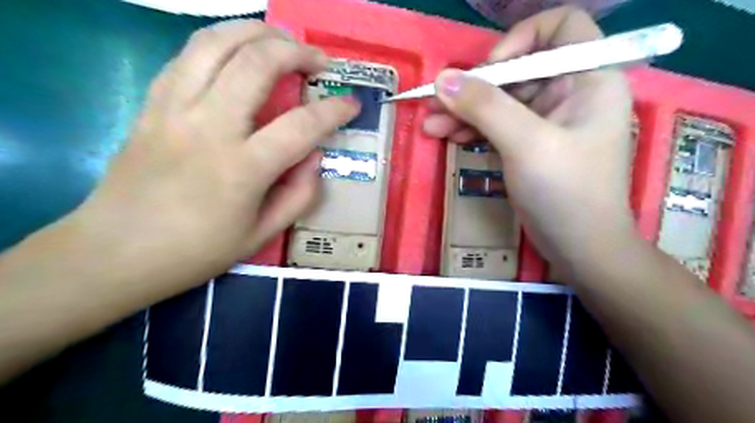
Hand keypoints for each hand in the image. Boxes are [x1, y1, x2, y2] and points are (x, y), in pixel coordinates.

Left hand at [68, 21, 359, 289]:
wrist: (115, 251)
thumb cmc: (196, 251)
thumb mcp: (261, 235)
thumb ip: (299, 195)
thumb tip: (315, 158)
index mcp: (242, 168)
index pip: (301, 125)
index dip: (334, 110)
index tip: (351, 104)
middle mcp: (208, 127)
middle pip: (257, 62)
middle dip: (297, 52)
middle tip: (319, 62)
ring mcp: (174, 108)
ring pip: (216, 42)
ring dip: (257, 32)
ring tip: (283, 42)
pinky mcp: (152, 104)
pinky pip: (188, 56)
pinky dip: (221, 44)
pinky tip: (239, 55)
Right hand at [424, 5, 634, 270]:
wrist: (581, 248)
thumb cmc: (566, 192)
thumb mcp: (526, 144)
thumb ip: (485, 107)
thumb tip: (443, 78)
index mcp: (589, 79)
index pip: (560, 28)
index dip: (521, 40)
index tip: (490, 70)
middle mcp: (570, 93)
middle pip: (517, 70)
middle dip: (474, 86)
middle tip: (434, 102)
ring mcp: (547, 121)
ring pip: (500, 100)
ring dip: (464, 110)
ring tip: (430, 125)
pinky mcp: (529, 144)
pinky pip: (497, 124)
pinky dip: (472, 129)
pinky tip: (446, 136)